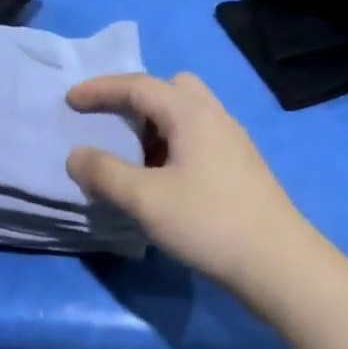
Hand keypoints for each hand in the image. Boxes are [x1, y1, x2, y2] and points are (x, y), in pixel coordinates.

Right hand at [65, 71, 312, 292]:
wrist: (277, 262)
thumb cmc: (208, 222)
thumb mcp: (145, 199)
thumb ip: (104, 173)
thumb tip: (76, 155)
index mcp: (191, 113)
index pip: (139, 86)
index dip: (100, 89)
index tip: (70, 100)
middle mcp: (216, 117)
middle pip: (171, 89)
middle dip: (136, 101)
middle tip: (113, 126)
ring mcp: (233, 143)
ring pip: (187, 116)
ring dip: (155, 127)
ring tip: (133, 160)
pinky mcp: (241, 168)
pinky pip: (199, 140)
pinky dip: (173, 147)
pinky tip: (163, 182)